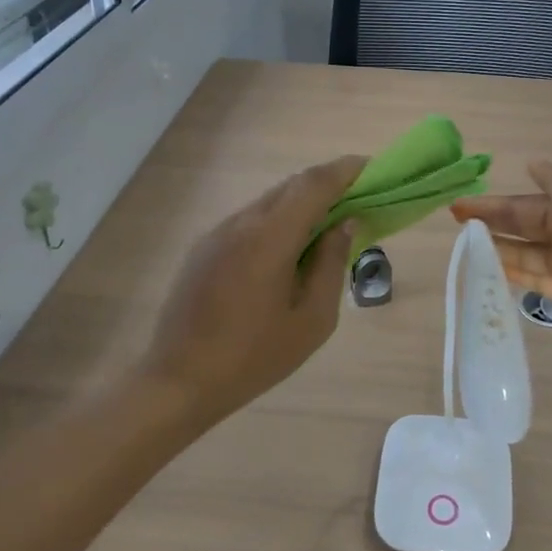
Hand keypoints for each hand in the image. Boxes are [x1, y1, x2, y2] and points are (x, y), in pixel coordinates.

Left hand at [141, 155, 366, 430]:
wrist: (179, 380)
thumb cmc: (254, 357)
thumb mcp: (312, 320)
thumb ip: (331, 265)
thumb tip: (345, 224)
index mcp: (270, 237)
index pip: (314, 184)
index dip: (346, 171)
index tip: (372, 170)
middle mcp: (241, 223)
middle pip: (291, 186)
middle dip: (327, 185)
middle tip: (358, 200)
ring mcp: (217, 233)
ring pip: (268, 202)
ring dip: (301, 204)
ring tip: (328, 227)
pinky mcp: (203, 249)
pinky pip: (249, 221)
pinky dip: (277, 221)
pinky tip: (288, 251)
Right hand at [452, 161, 551, 345]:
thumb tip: (533, 161)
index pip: (523, 205)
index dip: (492, 205)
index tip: (459, 207)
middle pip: (522, 226)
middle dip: (491, 223)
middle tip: (455, 224)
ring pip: (525, 252)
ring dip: (497, 248)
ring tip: (466, 248)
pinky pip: (533, 277)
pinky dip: (513, 273)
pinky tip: (491, 271)